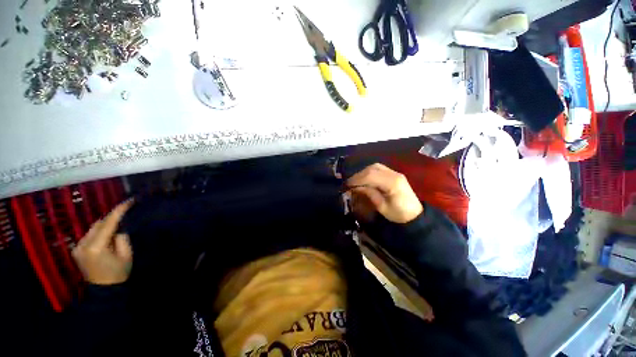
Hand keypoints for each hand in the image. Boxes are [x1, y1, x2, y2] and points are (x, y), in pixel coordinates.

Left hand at [72, 200, 133, 284]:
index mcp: (96, 247)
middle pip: (98, 224)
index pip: (108, 223)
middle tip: (125, 213)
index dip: (119, 211)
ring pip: (93, 228)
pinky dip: (99, 231)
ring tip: (117, 224)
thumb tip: (119, 228)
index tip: (129, 201)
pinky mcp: (76, 250)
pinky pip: (89, 234)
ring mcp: (77, 247)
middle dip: (111, 218)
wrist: (103, 290)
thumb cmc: (118, 273)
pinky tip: (106, 234)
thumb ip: (122, 238)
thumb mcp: (126, 255)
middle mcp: (83, 244)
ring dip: (105, 225)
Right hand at [347, 163, 422, 223]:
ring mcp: (395, 173)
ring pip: (375, 166)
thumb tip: (355, 187)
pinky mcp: (394, 174)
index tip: (347, 185)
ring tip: (356, 181)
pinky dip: (369, 172)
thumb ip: (369, 194)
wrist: (414, 215)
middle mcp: (394, 174)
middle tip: (350, 183)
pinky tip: (365, 178)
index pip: (371, 176)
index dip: (357, 179)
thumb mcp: (382, 207)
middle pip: (372, 168)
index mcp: (392, 183)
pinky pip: (379, 169)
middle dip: (359, 175)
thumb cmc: (398, 214)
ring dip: (363, 172)